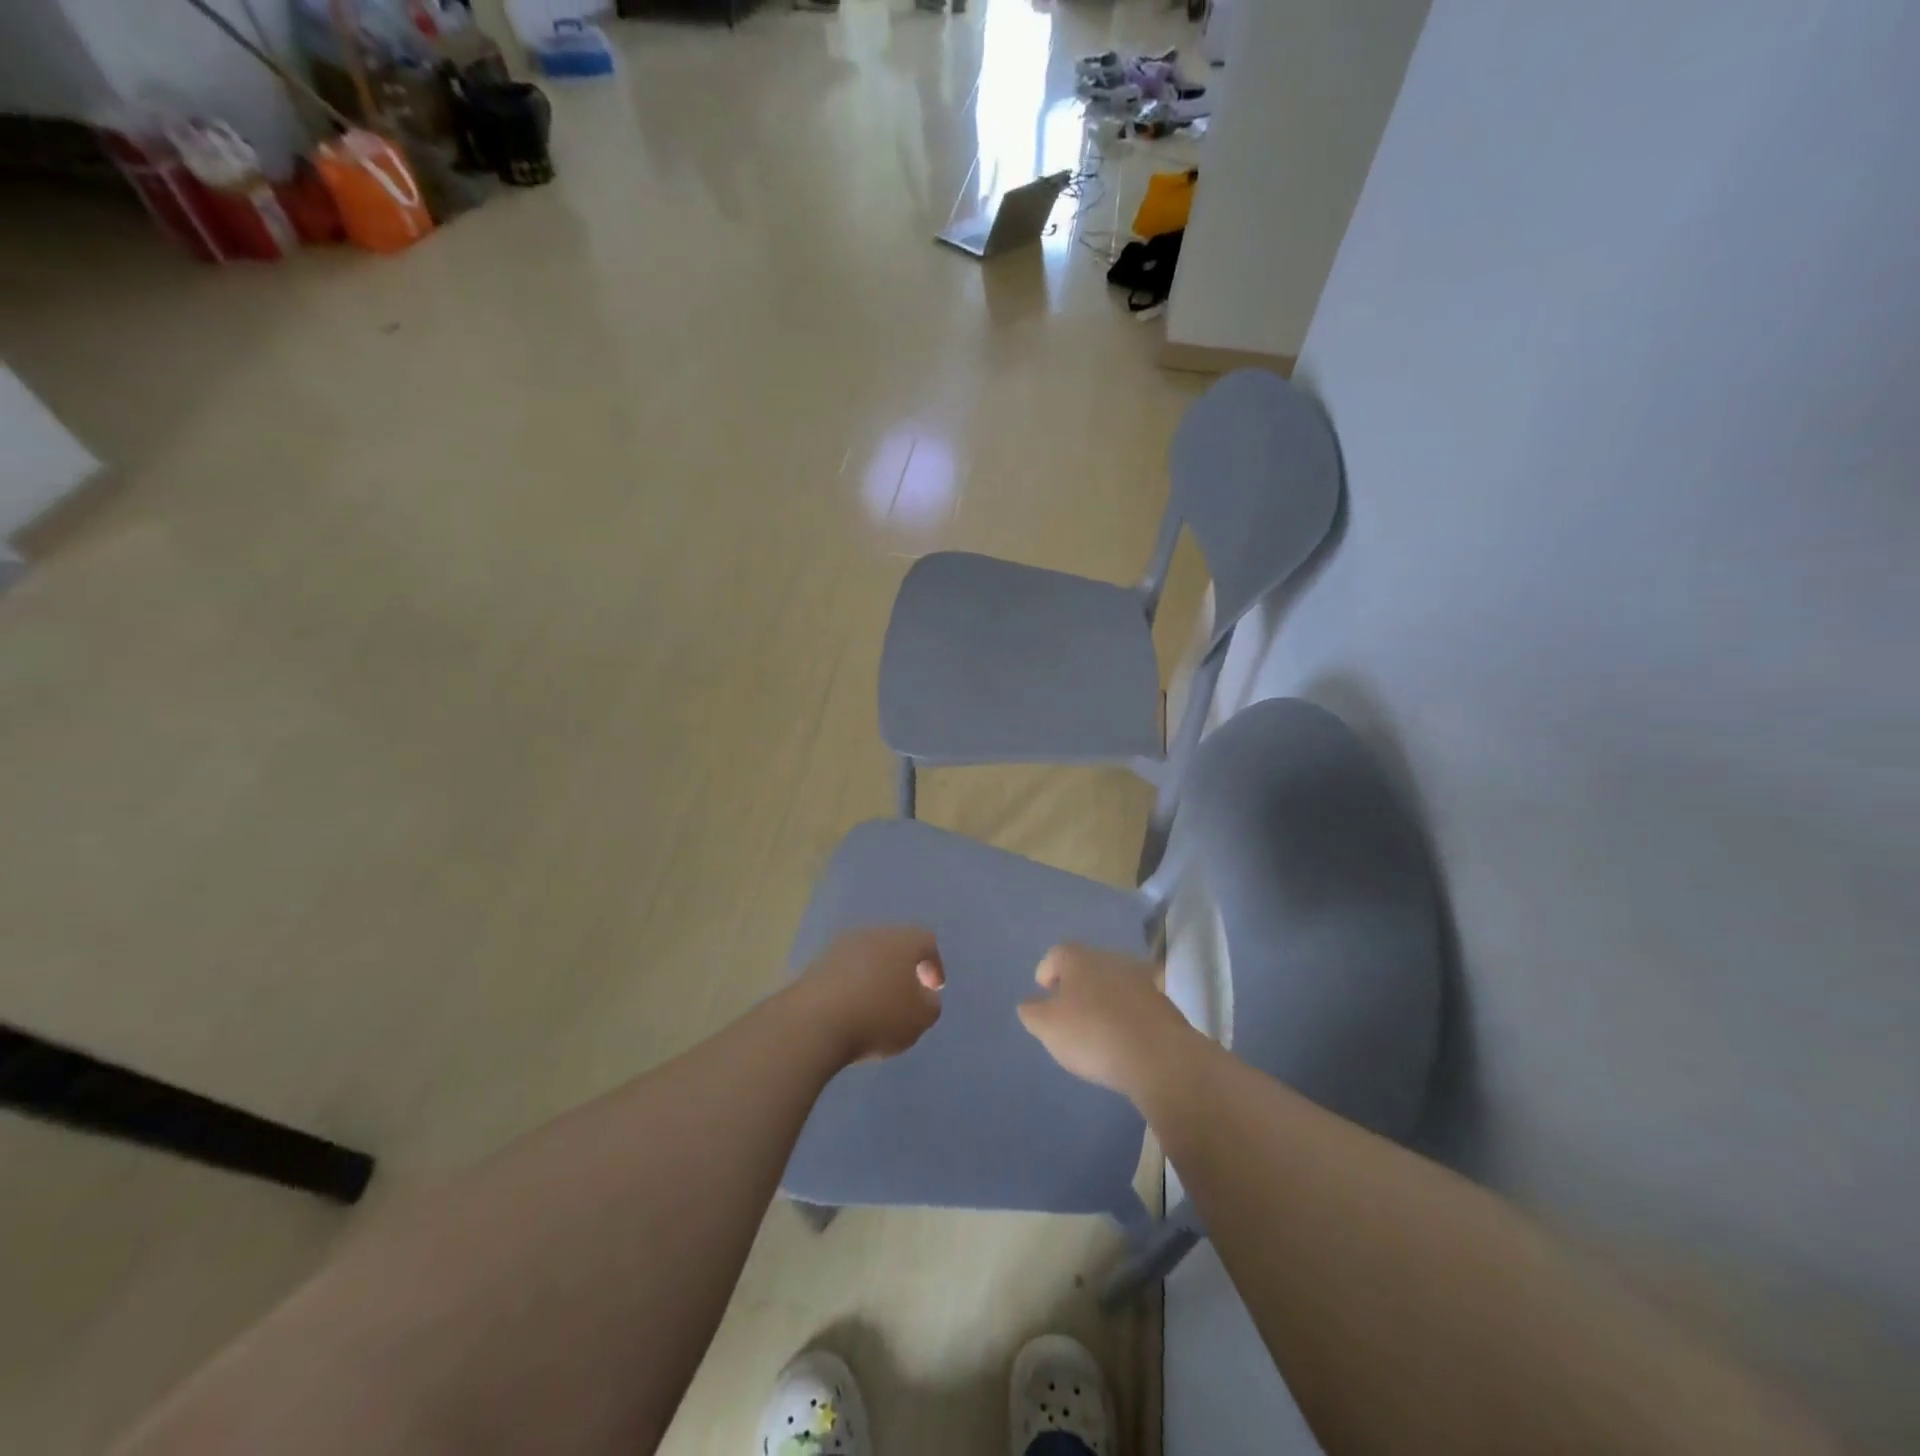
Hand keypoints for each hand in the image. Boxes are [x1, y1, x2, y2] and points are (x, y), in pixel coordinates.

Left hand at [795, 926, 944, 1064]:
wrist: (814, 1022)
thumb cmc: (878, 1016)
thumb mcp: (920, 1019)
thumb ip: (930, 1004)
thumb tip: (924, 996)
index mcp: (902, 941)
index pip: (926, 941)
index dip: (934, 964)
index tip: (933, 989)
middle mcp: (872, 934)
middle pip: (894, 945)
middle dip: (903, 968)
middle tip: (906, 994)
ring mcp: (840, 946)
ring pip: (867, 956)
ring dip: (875, 976)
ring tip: (876, 1005)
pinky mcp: (815, 964)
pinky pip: (843, 971)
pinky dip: (851, 985)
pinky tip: (850, 1009)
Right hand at [1017, 943, 1191, 1100]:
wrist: (1158, 1056)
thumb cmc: (1092, 1033)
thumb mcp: (1047, 1026)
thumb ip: (1031, 1011)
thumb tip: (1031, 1003)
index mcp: (1080, 957)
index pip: (1056, 954)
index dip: (1046, 972)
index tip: (1044, 994)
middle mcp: (1111, 958)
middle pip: (1086, 966)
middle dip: (1076, 985)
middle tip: (1068, 1013)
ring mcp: (1141, 979)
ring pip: (1113, 983)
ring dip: (1103, 999)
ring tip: (1096, 1028)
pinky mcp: (1163, 1002)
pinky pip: (1135, 1003)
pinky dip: (1125, 1015)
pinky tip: (1122, 1038)